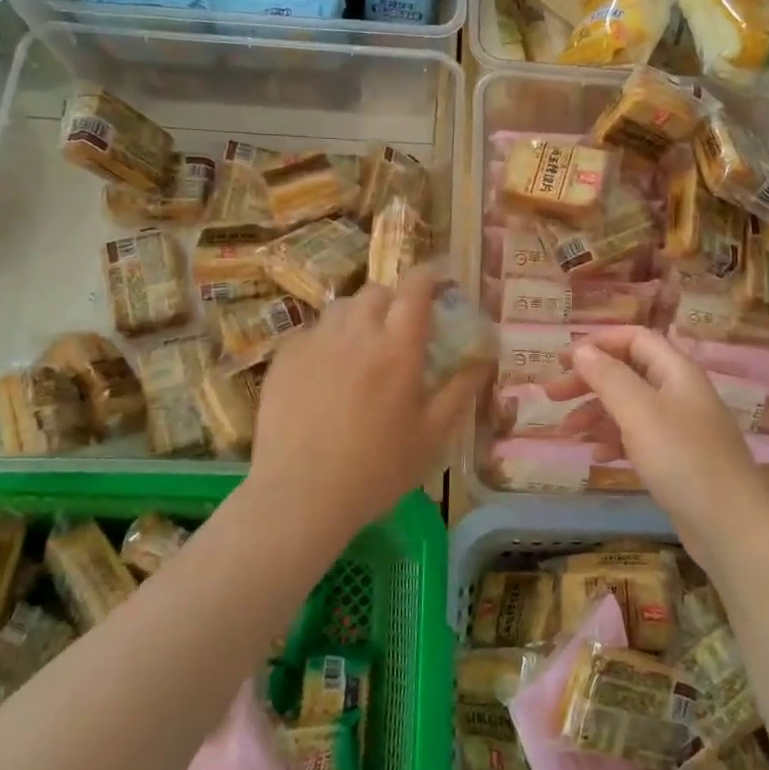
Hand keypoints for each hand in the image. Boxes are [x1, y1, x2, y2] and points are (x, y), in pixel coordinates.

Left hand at [249, 268, 487, 538]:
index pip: (416, 287)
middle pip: (377, 291)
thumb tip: (483, 359)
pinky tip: (328, 373)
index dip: (430, 274)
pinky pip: (312, 332)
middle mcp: (356, 332)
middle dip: (395, 299)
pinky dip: (328, 340)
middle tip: (401, 327)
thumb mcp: (433, 436)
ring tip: (363, 347)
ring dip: (360, 316)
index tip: (439, 278)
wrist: (301, 495)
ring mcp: (315, 342)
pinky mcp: (284, 358)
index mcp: (398, 347)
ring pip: (341, 308)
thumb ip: (461, 390)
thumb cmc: (377, 469)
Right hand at [547, 327, 768, 553]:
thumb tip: (582, 349)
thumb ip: (609, 377)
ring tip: (568, 432)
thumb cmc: (683, 460)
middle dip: (589, 380)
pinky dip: (615, 440)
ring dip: (597, 412)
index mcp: (677, 371)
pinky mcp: (678, 458)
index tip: (563, 361)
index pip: (634, 338)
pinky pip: (639, 437)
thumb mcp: (640, 413)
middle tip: (552, 396)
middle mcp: (680, 392)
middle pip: (628, 371)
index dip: (598, 343)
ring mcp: (681, 427)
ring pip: (630, 406)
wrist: (731, 526)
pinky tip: (598, 456)